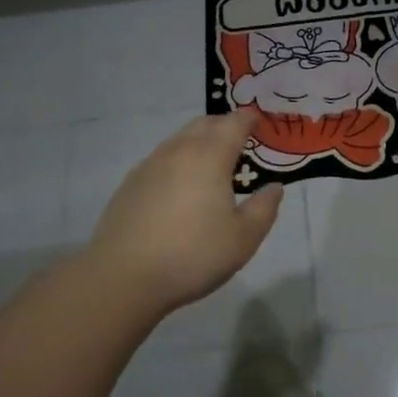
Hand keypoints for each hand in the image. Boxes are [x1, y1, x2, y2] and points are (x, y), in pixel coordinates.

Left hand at [85, 109, 283, 314]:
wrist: (122, 277)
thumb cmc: (192, 255)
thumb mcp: (243, 239)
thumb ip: (264, 209)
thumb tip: (274, 188)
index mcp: (210, 156)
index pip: (234, 123)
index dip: (250, 119)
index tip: (260, 122)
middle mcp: (179, 151)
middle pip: (205, 124)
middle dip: (225, 126)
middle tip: (240, 142)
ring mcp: (150, 165)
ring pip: (180, 140)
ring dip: (199, 142)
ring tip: (211, 166)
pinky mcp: (130, 184)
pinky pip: (161, 160)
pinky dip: (178, 162)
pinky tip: (180, 188)